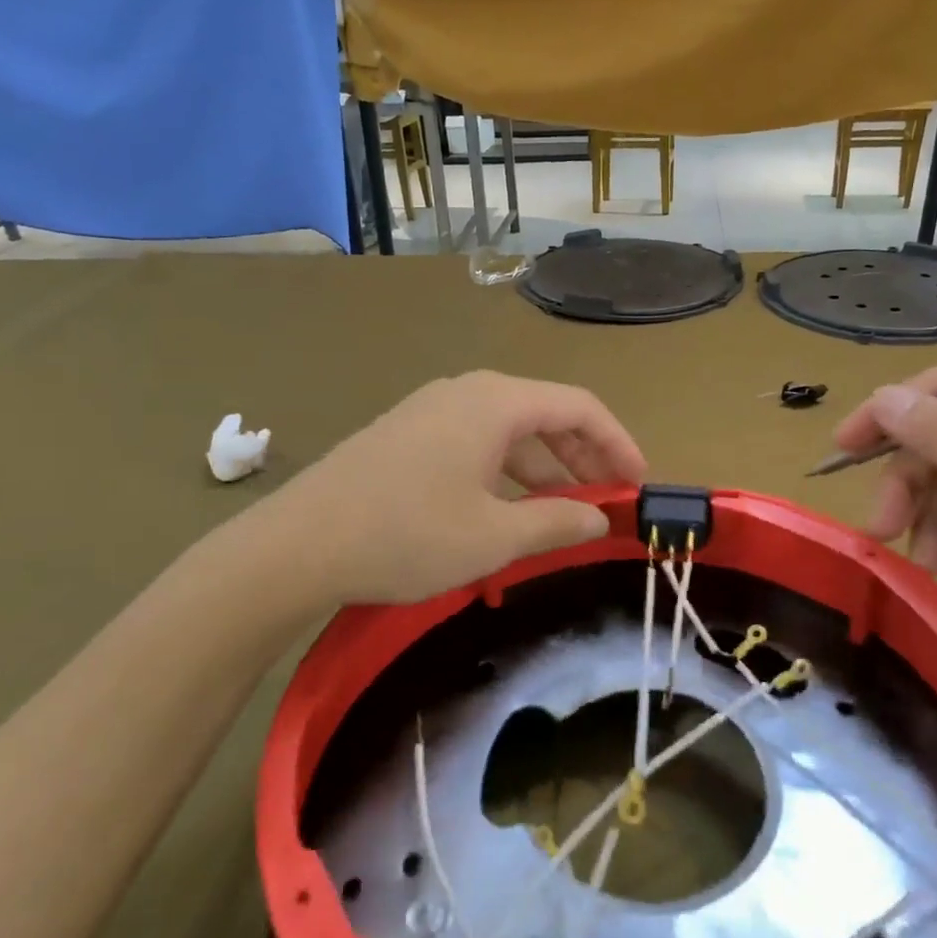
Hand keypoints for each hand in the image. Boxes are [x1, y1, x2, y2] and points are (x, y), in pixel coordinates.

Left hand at [260, 371, 646, 604]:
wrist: (298, 544)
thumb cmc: (407, 534)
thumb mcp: (494, 536)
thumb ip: (556, 522)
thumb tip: (599, 519)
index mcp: (496, 402)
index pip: (580, 406)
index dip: (618, 443)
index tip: (638, 484)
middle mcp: (467, 392)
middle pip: (545, 414)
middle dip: (584, 457)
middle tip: (607, 502)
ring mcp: (432, 410)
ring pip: (510, 431)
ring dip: (545, 468)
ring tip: (563, 513)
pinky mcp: (408, 434)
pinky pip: (477, 443)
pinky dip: (507, 472)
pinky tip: (507, 509)